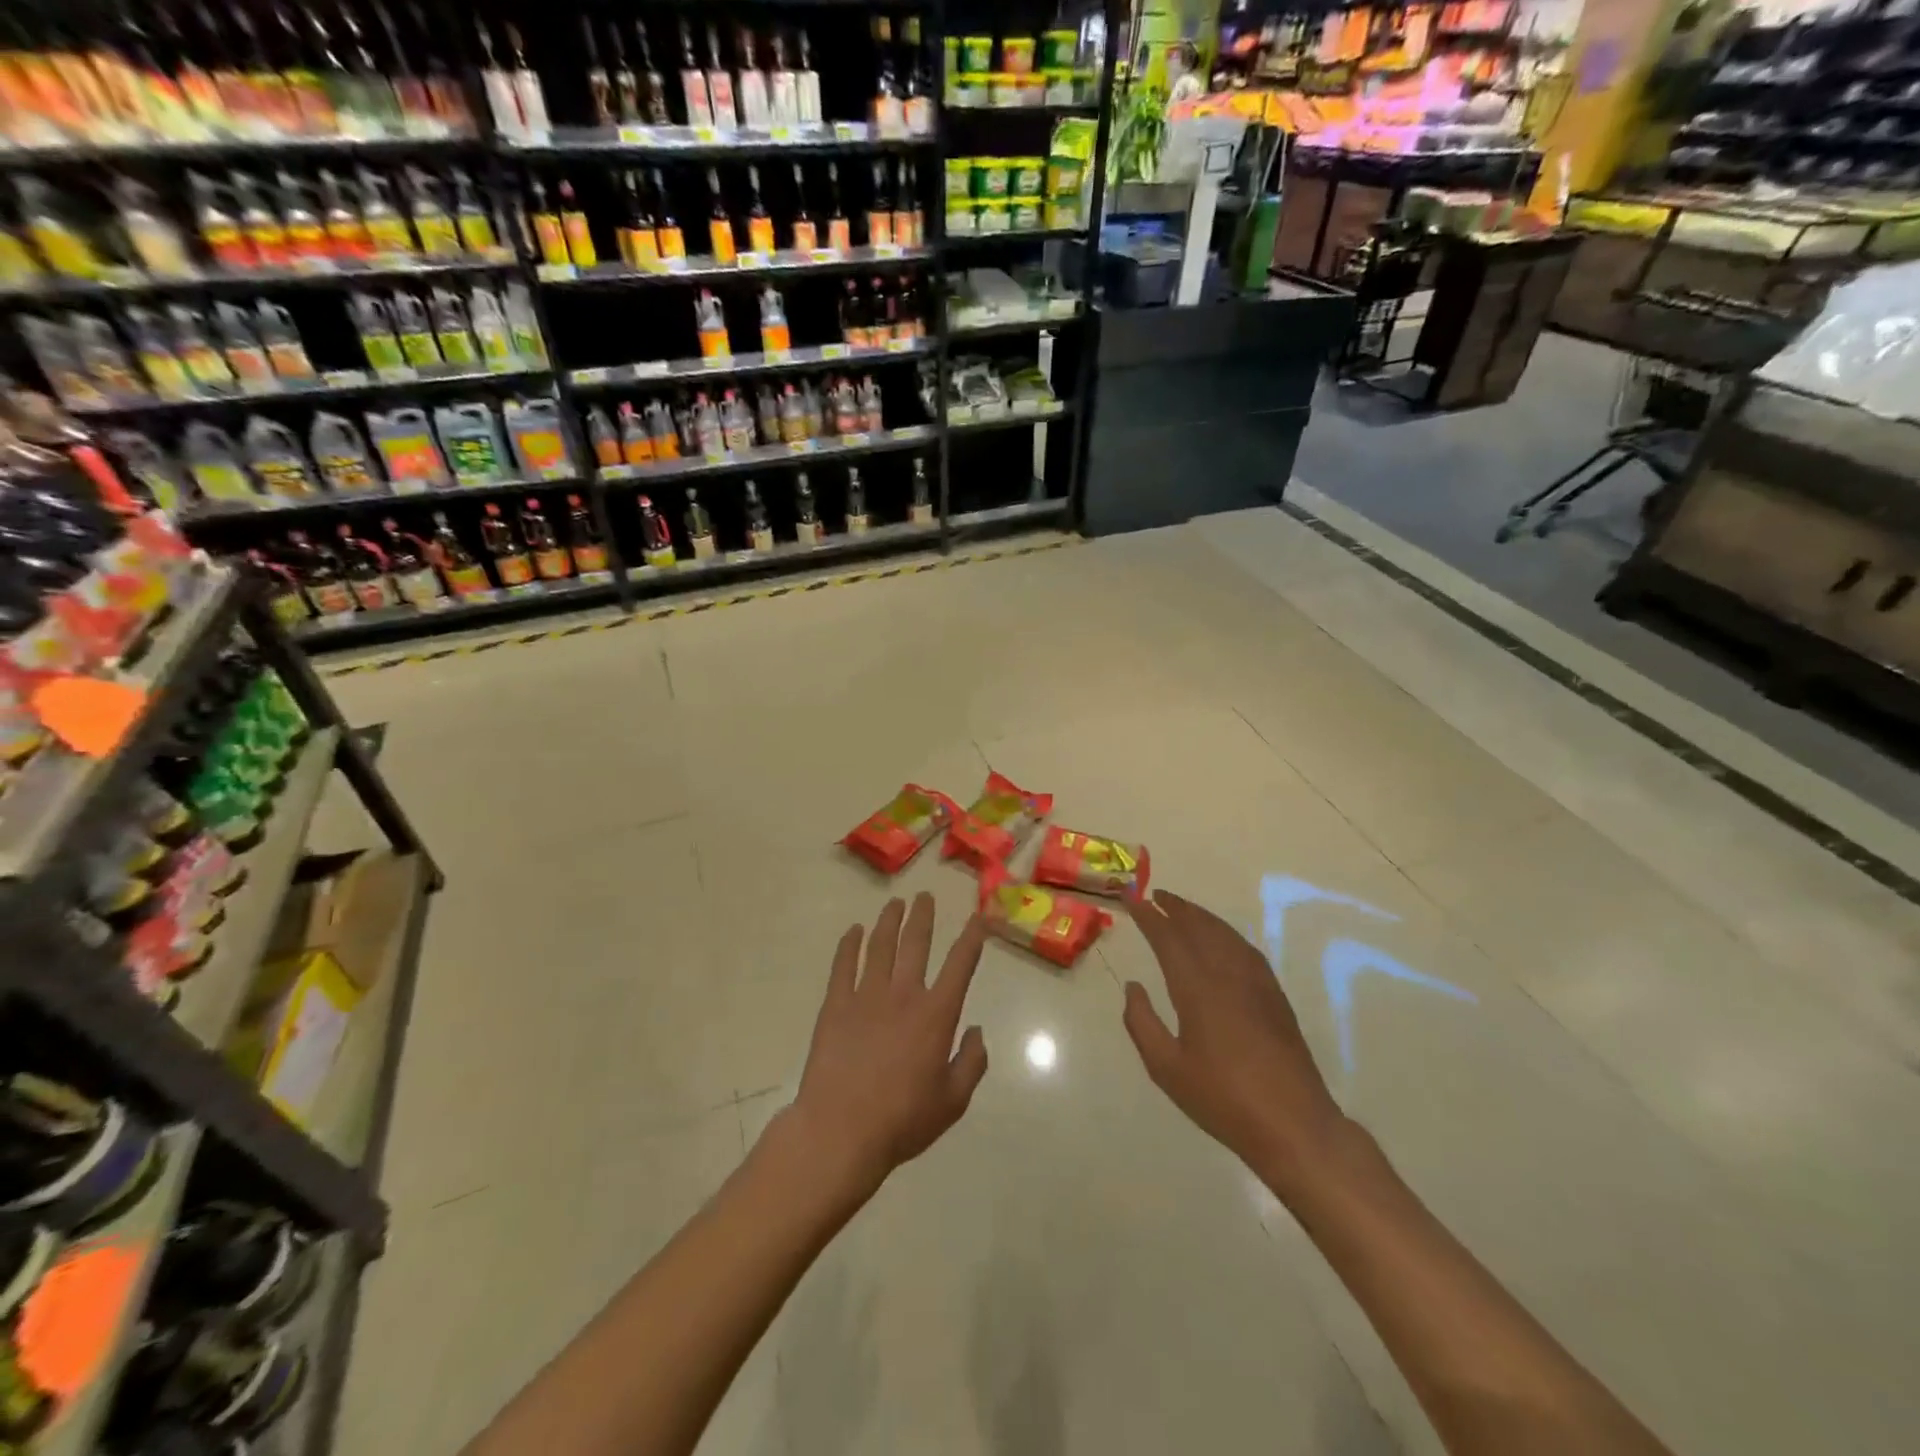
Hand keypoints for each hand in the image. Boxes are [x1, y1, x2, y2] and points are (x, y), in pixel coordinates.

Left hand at [787, 894, 989, 1196]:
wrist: (841, 1130)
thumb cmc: (902, 1120)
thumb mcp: (953, 1101)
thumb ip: (971, 1063)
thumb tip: (977, 1031)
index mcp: (936, 1015)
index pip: (960, 964)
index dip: (973, 937)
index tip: (979, 917)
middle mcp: (903, 994)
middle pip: (915, 943)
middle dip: (923, 916)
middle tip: (925, 896)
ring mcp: (866, 996)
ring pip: (880, 946)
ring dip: (889, 921)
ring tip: (894, 903)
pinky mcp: (835, 1005)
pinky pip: (843, 965)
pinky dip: (849, 945)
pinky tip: (853, 931)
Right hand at [1122, 890, 1346, 1192]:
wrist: (1293, 1123)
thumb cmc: (1222, 1099)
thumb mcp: (1166, 1068)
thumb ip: (1142, 1022)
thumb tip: (1133, 986)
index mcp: (1196, 988)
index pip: (1168, 938)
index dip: (1148, 916)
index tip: (1131, 898)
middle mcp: (1226, 974)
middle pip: (1198, 927)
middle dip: (1175, 908)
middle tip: (1155, 895)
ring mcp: (1255, 982)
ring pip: (1224, 934)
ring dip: (1201, 916)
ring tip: (1182, 909)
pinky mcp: (1274, 996)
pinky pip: (1245, 949)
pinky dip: (1226, 933)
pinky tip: (1222, 939)